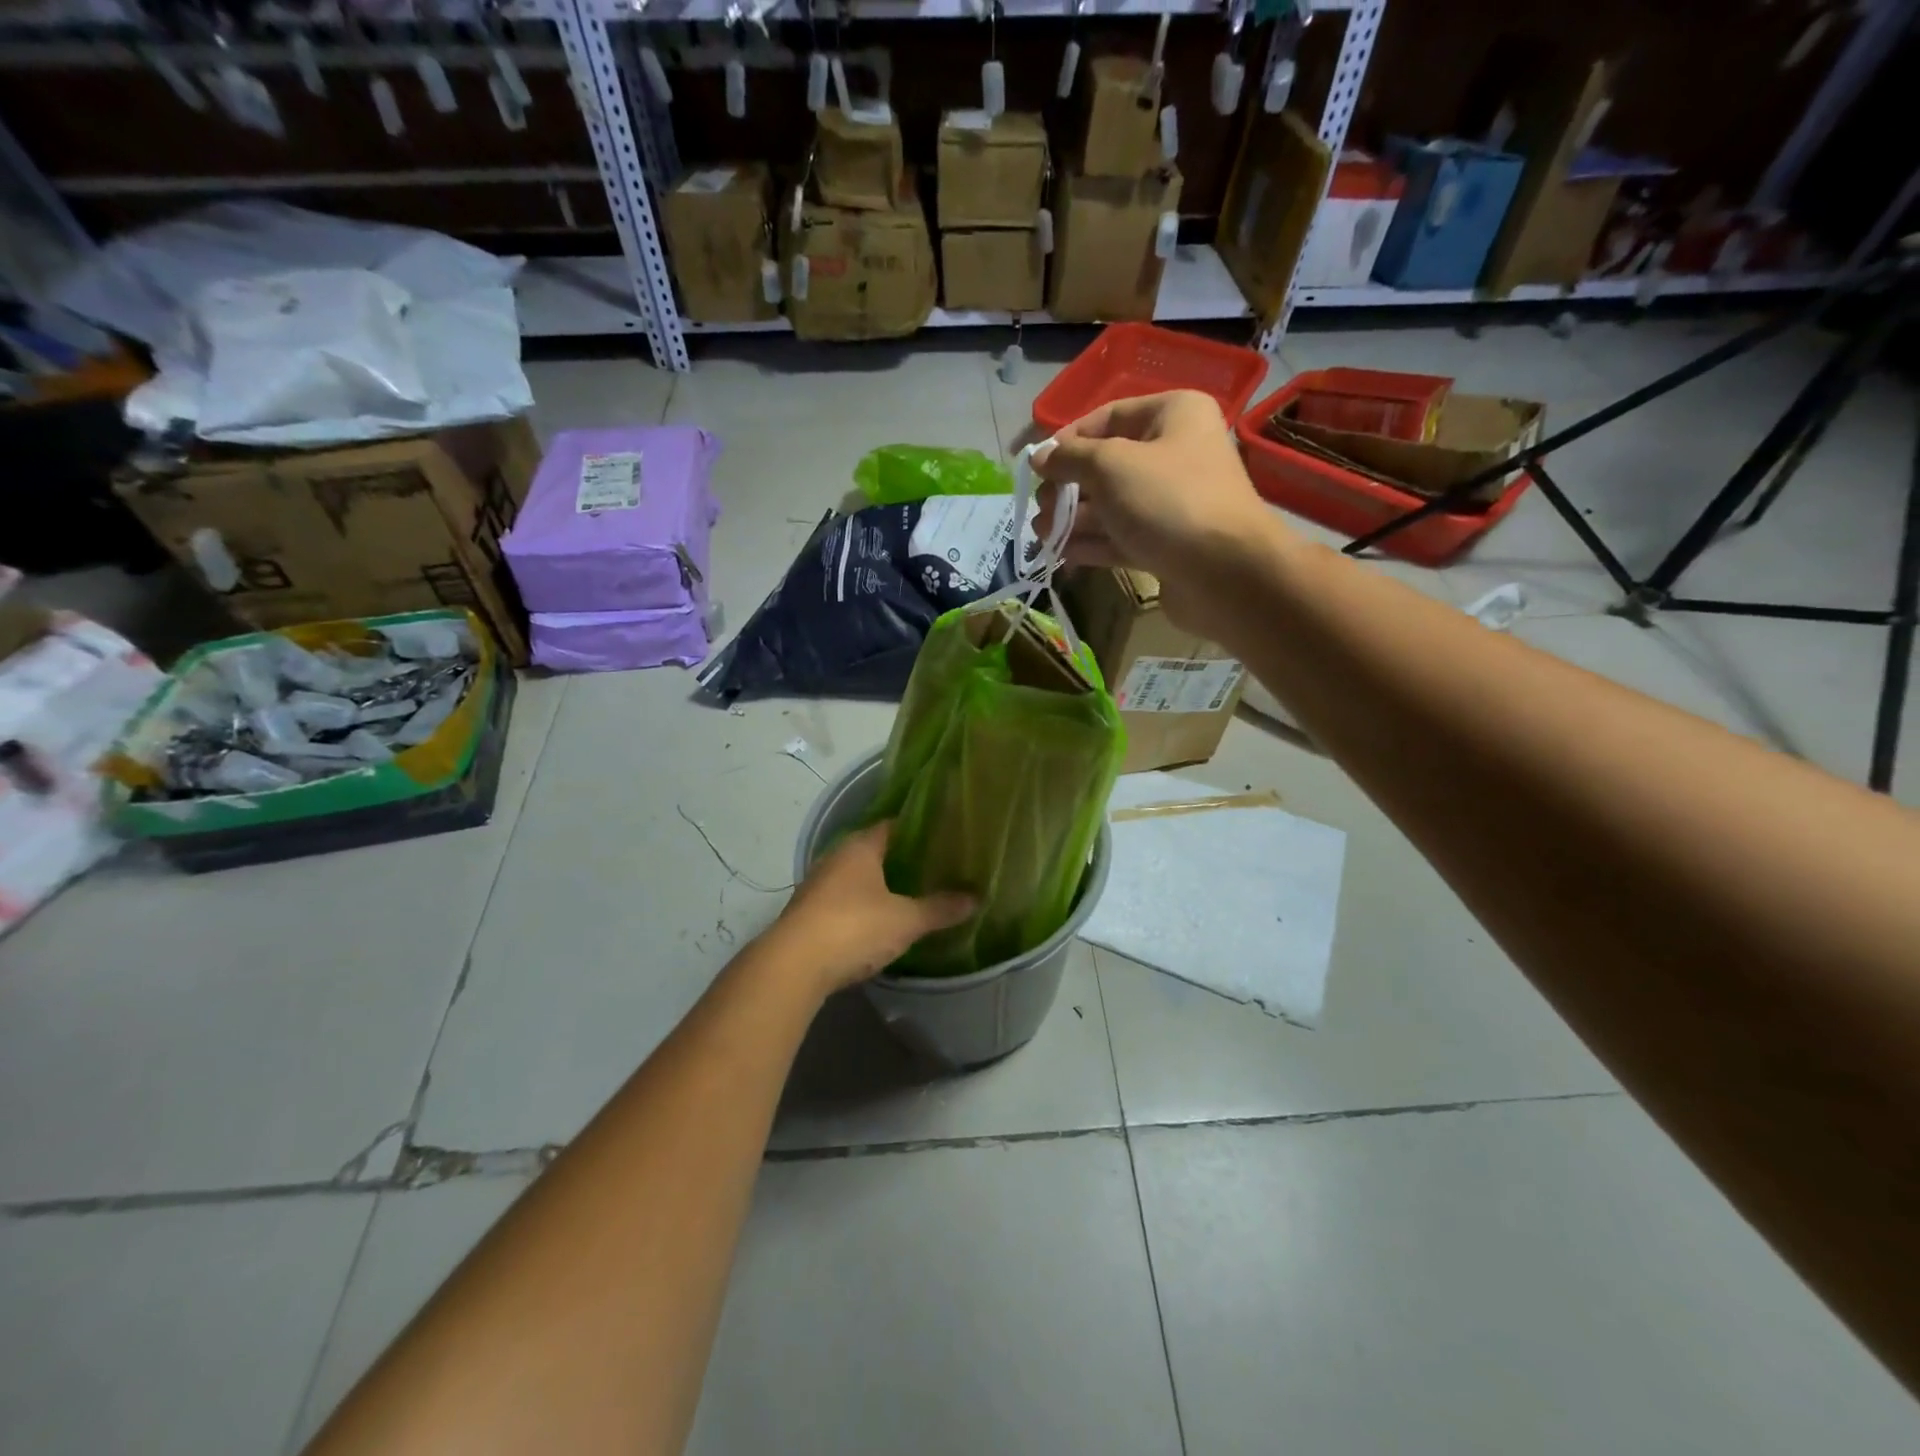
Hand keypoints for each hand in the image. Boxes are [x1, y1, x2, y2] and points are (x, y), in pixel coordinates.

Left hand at [771, 821, 975, 994]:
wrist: (793, 965)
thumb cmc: (854, 927)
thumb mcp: (905, 920)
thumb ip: (940, 908)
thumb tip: (975, 898)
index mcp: (860, 847)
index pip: (893, 826)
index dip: (918, 830)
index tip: (944, 838)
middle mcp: (836, 858)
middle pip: (874, 851)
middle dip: (900, 859)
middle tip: (934, 868)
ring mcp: (818, 886)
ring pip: (857, 878)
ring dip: (879, 885)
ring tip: (912, 894)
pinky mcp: (808, 914)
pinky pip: (843, 901)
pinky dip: (862, 906)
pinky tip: (879, 921)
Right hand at [1033, 390, 1291, 637]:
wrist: (1225, 573)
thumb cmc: (1168, 500)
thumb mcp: (1110, 465)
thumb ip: (1069, 458)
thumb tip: (1039, 457)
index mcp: (1173, 415)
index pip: (1108, 416)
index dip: (1067, 439)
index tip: (1036, 466)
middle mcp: (1176, 453)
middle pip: (1108, 464)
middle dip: (1068, 487)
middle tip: (1041, 507)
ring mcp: (1173, 503)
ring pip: (1112, 505)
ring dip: (1073, 518)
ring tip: (1041, 534)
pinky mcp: (1168, 544)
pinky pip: (1122, 537)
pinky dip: (1092, 543)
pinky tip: (1062, 554)